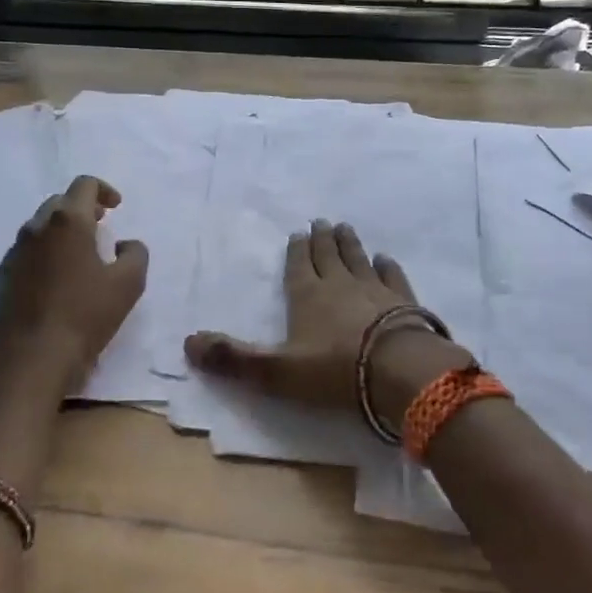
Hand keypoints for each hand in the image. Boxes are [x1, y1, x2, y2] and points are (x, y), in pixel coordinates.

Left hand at [0, 175, 147, 384]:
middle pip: (60, 202)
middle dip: (82, 208)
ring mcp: (15, 252)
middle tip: (101, 227)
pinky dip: (45, 252)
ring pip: (40, 226)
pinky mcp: (3, 277)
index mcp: (68, 222)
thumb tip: (125, 244)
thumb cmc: (86, 315)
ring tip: (80, 254)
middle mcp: (37, 228)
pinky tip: (58, 279)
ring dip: (62, 231)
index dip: (104, 190)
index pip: (84, 184)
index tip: (116, 208)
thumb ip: (135, 254)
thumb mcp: (129, 284)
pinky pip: (27, 251)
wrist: (33, 357)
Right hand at [183, 220, 473, 430]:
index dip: (296, 250)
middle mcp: (339, 285)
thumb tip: (187, 343)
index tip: (298, 233)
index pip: (298, 266)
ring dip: (350, 244)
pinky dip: (386, 266)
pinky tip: (385, 259)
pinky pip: (392, 276)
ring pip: (358, 259)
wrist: (398, 370)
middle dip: (323, 239)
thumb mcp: (275, 371)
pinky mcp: (404, 301)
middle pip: (328, 256)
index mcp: (306, 296)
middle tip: (322, 222)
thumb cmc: (333, 371)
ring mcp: (374, 290)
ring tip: (345, 228)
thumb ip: (233, 358)